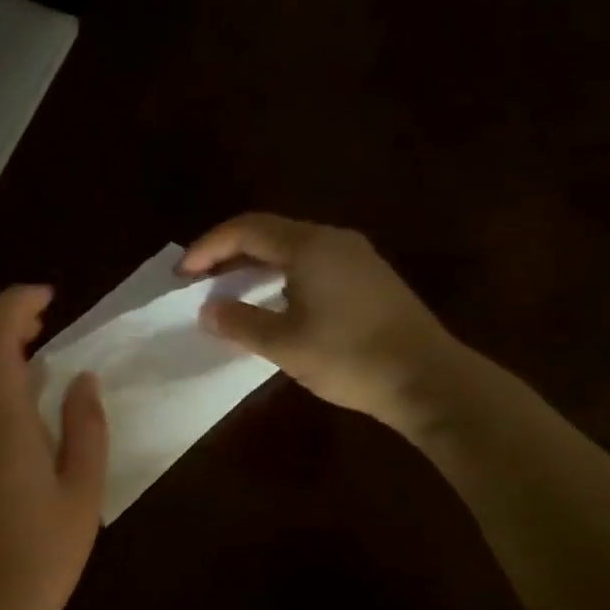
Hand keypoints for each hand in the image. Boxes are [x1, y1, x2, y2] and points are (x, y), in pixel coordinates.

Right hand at [180, 213, 465, 435]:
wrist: (427, 379)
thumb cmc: (350, 358)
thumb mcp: (285, 344)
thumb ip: (241, 323)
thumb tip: (209, 310)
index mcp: (311, 246)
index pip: (247, 230)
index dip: (208, 247)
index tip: (181, 274)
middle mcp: (334, 241)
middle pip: (269, 234)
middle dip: (228, 254)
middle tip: (198, 281)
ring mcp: (356, 258)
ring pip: (291, 250)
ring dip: (254, 267)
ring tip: (227, 293)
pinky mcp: (368, 280)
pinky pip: (311, 265)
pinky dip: (280, 277)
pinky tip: (271, 304)